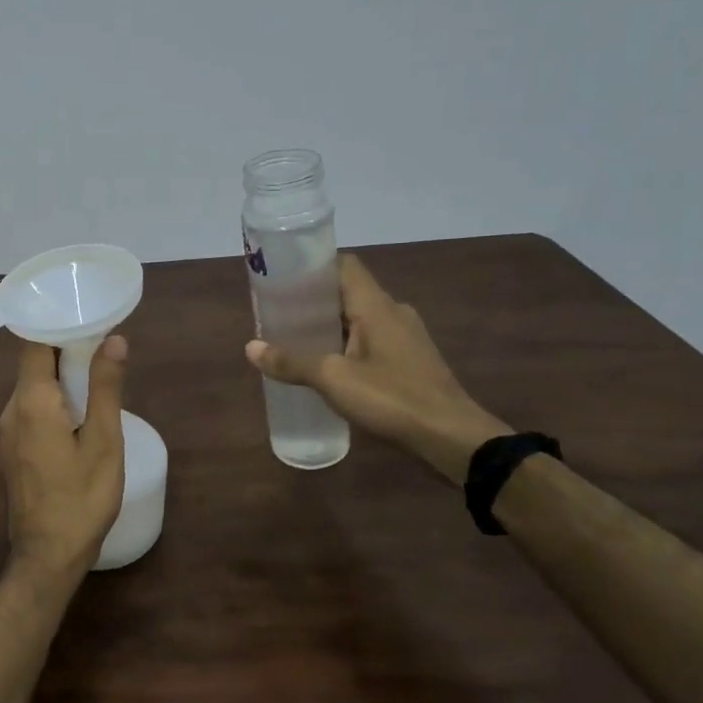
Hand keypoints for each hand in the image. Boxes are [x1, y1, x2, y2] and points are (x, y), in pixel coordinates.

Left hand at [0, 335, 128, 581]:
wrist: (47, 555)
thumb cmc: (81, 497)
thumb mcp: (103, 440)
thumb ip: (106, 387)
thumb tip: (114, 339)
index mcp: (31, 401)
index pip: (35, 343)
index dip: (59, 326)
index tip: (87, 319)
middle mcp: (11, 410)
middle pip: (33, 364)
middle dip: (65, 350)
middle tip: (102, 345)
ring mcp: (7, 432)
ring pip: (32, 388)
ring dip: (60, 377)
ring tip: (96, 375)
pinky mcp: (11, 450)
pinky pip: (30, 410)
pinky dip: (52, 400)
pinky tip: (78, 412)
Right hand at [246, 254, 510, 479]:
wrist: (452, 438)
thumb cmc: (392, 398)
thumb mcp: (333, 379)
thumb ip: (291, 362)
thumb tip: (250, 348)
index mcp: (376, 305)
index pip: (343, 265)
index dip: (313, 266)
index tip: (282, 278)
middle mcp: (393, 312)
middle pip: (348, 292)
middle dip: (313, 301)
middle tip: (278, 314)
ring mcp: (405, 337)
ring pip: (359, 319)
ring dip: (329, 326)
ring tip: (295, 341)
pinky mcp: (411, 361)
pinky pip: (370, 341)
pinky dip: (346, 346)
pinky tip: (327, 368)